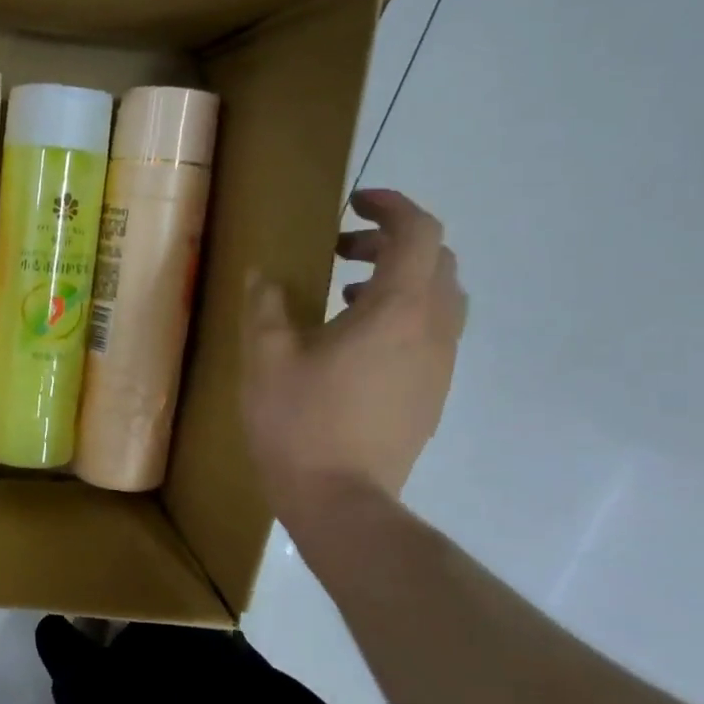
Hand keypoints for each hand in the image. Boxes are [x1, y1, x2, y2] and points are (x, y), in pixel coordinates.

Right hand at [242, 188, 466, 531]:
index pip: (418, 232)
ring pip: (439, 298)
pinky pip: (431, 333)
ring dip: (399, 280)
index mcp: (398, 310)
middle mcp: (433, 330)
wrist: (341, 502)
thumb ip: (266, 306)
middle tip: (340, 251)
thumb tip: (263, 275)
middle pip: (435, 260)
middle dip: (390, 242)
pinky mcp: (433, 393)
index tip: (354, 202)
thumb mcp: (267, 358)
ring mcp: (440, 365)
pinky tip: (354, 343)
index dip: (391, 205)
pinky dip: (402, 315)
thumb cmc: (300, 423)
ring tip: (346, 294)